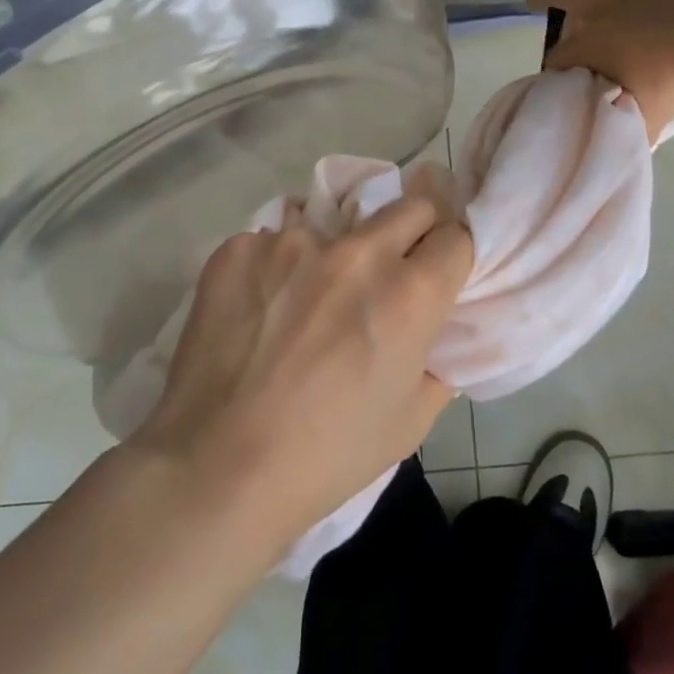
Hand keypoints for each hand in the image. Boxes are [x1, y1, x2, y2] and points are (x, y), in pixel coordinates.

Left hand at [127, 170, 472, 550]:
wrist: (217, 468)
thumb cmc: (328, 455)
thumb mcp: (411, 420)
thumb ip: (439, 361)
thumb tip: (435, 329)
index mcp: (410, 294)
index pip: (456, 236)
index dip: (451, 256)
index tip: (438, 273)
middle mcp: (358, 252)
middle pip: (408, 205)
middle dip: (413, 230)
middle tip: (391, 268)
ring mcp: (292, 242)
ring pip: (334, 221)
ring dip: (335, 250)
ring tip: (308, 297)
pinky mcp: (240, 248)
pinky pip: (273, 240)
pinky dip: (278, 266)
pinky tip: (260, 308)